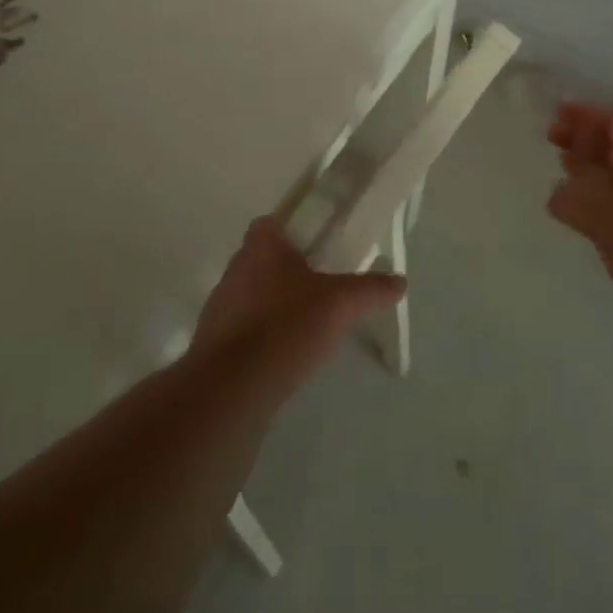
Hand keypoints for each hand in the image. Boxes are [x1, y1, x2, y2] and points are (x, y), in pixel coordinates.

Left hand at [191, 218, 405, 382]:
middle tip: (321, 287)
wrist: (231, 389)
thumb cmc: (285, 327)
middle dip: (288, 271)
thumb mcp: (340, 303)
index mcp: (260, 247)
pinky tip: (286, 356)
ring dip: (274, 305)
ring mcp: (219, 309)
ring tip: (307, 325)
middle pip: (263, 260)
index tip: (317, 246)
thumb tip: (400, 281)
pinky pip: (243, 331)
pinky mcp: (213, 346)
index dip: (292, 231)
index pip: (270, 223)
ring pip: (252, 296)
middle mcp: (234, 270)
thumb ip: (370, 289)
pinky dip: (263, 337)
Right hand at [547, 103, 612, 380]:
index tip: (553, 116)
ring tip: (560, 172)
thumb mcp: (610, 214)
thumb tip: (559, 193)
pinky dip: (600, 206)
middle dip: (585, 142)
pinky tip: (580, 217)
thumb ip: (576, 195)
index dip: (584, 117)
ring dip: (592, 174)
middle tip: (550, 140)